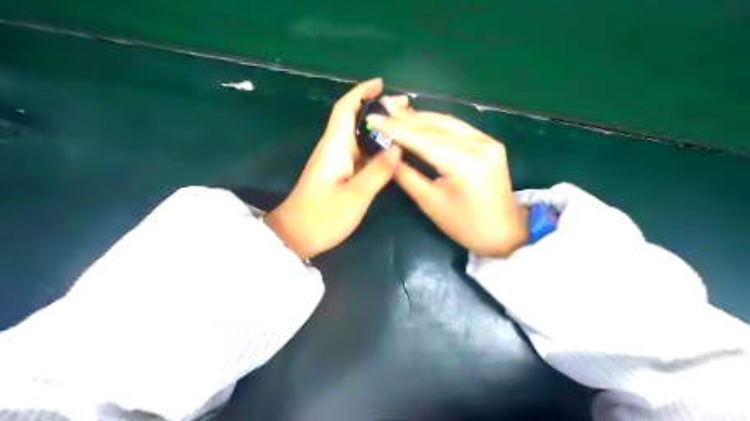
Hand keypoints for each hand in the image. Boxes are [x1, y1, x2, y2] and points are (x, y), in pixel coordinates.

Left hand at [265, 77, 400, 257]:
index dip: (361, 92)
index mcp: (334, 147)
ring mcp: (334, 161)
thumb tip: (397, 148)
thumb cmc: (322, 217)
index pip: (345, 109)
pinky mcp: (337, 173)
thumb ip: (378, 171)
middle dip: (376, 109)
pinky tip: (390, 152)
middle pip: (353, 120)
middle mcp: (333, 148)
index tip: (382, 84)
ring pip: (357, 137)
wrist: (295, 237)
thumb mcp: (356, 196)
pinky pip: (358, 154)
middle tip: (405, 110)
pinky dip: (374, 148)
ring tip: (403, 128)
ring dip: (377, 130)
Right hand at [368, 99, 525, 255]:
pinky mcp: (490, 143)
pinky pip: (458, 128)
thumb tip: (387, 155)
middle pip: (435, 127)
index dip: (396, 129)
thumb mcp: (431, 203)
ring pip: (446, 123)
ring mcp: (487, 141)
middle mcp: (479, 145)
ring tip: (396, 110)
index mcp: (464, 163)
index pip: (423, 140)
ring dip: (420, 117)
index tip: (373, 118)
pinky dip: (436, 124)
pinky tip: (421, 119)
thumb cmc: (465, 225)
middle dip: (406, 118)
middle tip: (382, 106)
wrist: (503, 232)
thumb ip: (407, 176)